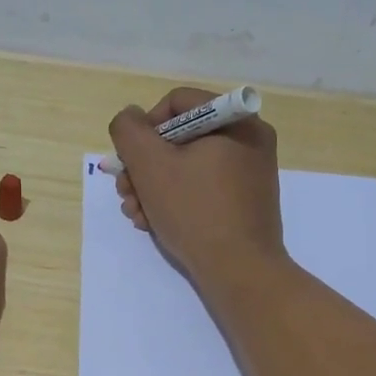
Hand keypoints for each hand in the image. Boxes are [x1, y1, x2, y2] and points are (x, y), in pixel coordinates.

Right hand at [108, 87, 285, 285]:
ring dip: (153, 187)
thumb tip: (130, 118)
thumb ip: (129, 131)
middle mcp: (249, 140)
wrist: (240, 272)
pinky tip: (154, 223)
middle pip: (180, 137)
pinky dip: (176, 200)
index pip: (177, 103)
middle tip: (125, 192)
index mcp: (236, 120)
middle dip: (144, 166)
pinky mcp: (245, 202)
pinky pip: (203, 188)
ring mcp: (250, 173)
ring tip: (135, 214)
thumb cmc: (195, 211)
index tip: (130, 160)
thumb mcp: (150, 165)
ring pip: (187, 166)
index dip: (144, 127)